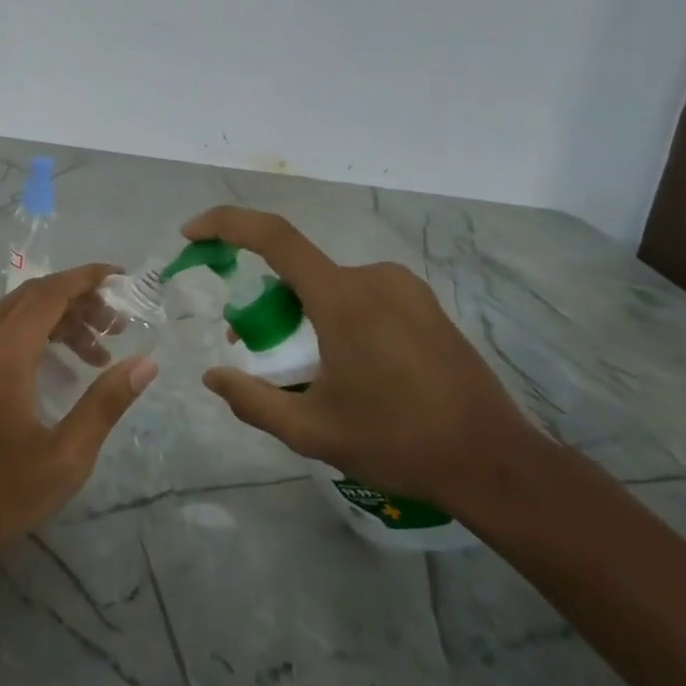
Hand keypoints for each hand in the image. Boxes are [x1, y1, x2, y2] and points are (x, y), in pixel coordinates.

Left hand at [0, 265, 157, 570]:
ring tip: (98, 354)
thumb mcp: (64, 457)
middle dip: (79, 301)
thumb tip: (145, 363)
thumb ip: (106, 403)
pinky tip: (59, 369)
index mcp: (2, 350)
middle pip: (33, 296)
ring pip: (16, 313)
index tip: (123, 279)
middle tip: (118, 326)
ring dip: (58, 321)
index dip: (88, 278)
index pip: (51, 291)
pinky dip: (34, 335)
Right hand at [184, 207, 532, 510]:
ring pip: (330, 287)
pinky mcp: (424, 303)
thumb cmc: (397, 443)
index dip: (226, 224)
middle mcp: (372, 278)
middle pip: (299, 273)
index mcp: (342, 299)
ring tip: (309, 371)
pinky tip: (351, 367)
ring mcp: (404, 287)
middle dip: (267, 303)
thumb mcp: (312, 431)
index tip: (192, 234)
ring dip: (304, 314)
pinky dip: (336, 316)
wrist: (493, 461)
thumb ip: (253, 401)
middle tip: (257, 351)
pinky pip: (361, 295)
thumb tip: (213, 377)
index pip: (273, 237)